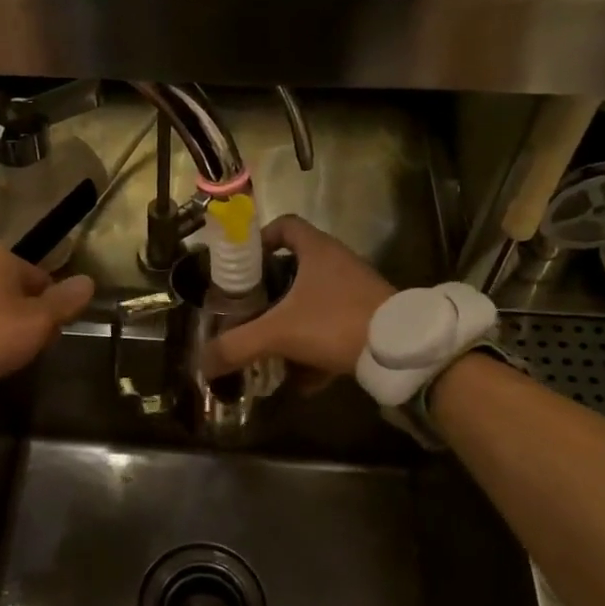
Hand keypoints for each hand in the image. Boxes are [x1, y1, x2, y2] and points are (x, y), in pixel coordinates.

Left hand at [0, 247, 94, 386]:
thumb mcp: (37, 322)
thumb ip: (65, 302)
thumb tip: (89, 281)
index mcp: (3, 259)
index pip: (44, 280)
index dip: (52, 310)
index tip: (48, 336)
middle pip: (16, 291)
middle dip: (26, 316)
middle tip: (26, 347)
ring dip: (0, 324)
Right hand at [202, 216, 395, 380]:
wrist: (400, 350)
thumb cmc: (335, 323)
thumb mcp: (278, 333)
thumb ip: (238, 346)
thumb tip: (204, 363)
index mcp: (317, 250)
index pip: (285, 226)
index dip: (260, 239)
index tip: (243, 265)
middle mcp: (338, 263)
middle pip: (296, 267)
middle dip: (271, 292)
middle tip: (250, 311)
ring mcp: (357, 291)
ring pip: (315, 301)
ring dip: (292, 323)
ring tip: (271, 347)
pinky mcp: (369, 317)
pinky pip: (333, 328)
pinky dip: (316, 349)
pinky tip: (303, 379)